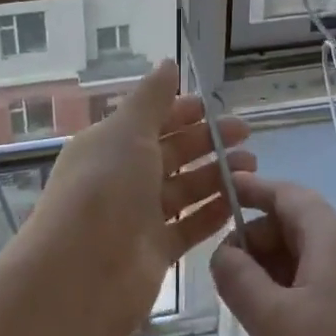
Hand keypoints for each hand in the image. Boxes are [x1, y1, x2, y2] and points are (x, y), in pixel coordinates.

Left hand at [26, 60, 252, 323]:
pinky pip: (189, 226)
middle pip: (171, 153)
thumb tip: (167, 62)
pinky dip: (212, 214)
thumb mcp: (126, 132)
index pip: (150, 121)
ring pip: (184, 189)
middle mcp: (122, 178)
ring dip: (216, 176)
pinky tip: (240, 202)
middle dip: (208, 142)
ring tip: (253, 168)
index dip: (181, 112)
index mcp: (110, 145)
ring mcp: (138, 216)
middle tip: (247, 134)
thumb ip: (151, 99)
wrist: (81, 272)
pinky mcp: (155, 251)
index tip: (215, 107)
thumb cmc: (104, 189)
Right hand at [211, 174, 335, 335]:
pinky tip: (275, 325)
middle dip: (256, 240)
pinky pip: (323, 285)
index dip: (251, 190)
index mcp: (335, 238)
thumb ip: (237, 276)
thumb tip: (224, 253)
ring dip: (272, 270)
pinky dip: (292, 291)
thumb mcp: (269, 320)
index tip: (218, 193)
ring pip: (308, 257)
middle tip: (224, 274)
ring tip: (245, 305)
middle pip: (296, 224)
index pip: (287, 194)